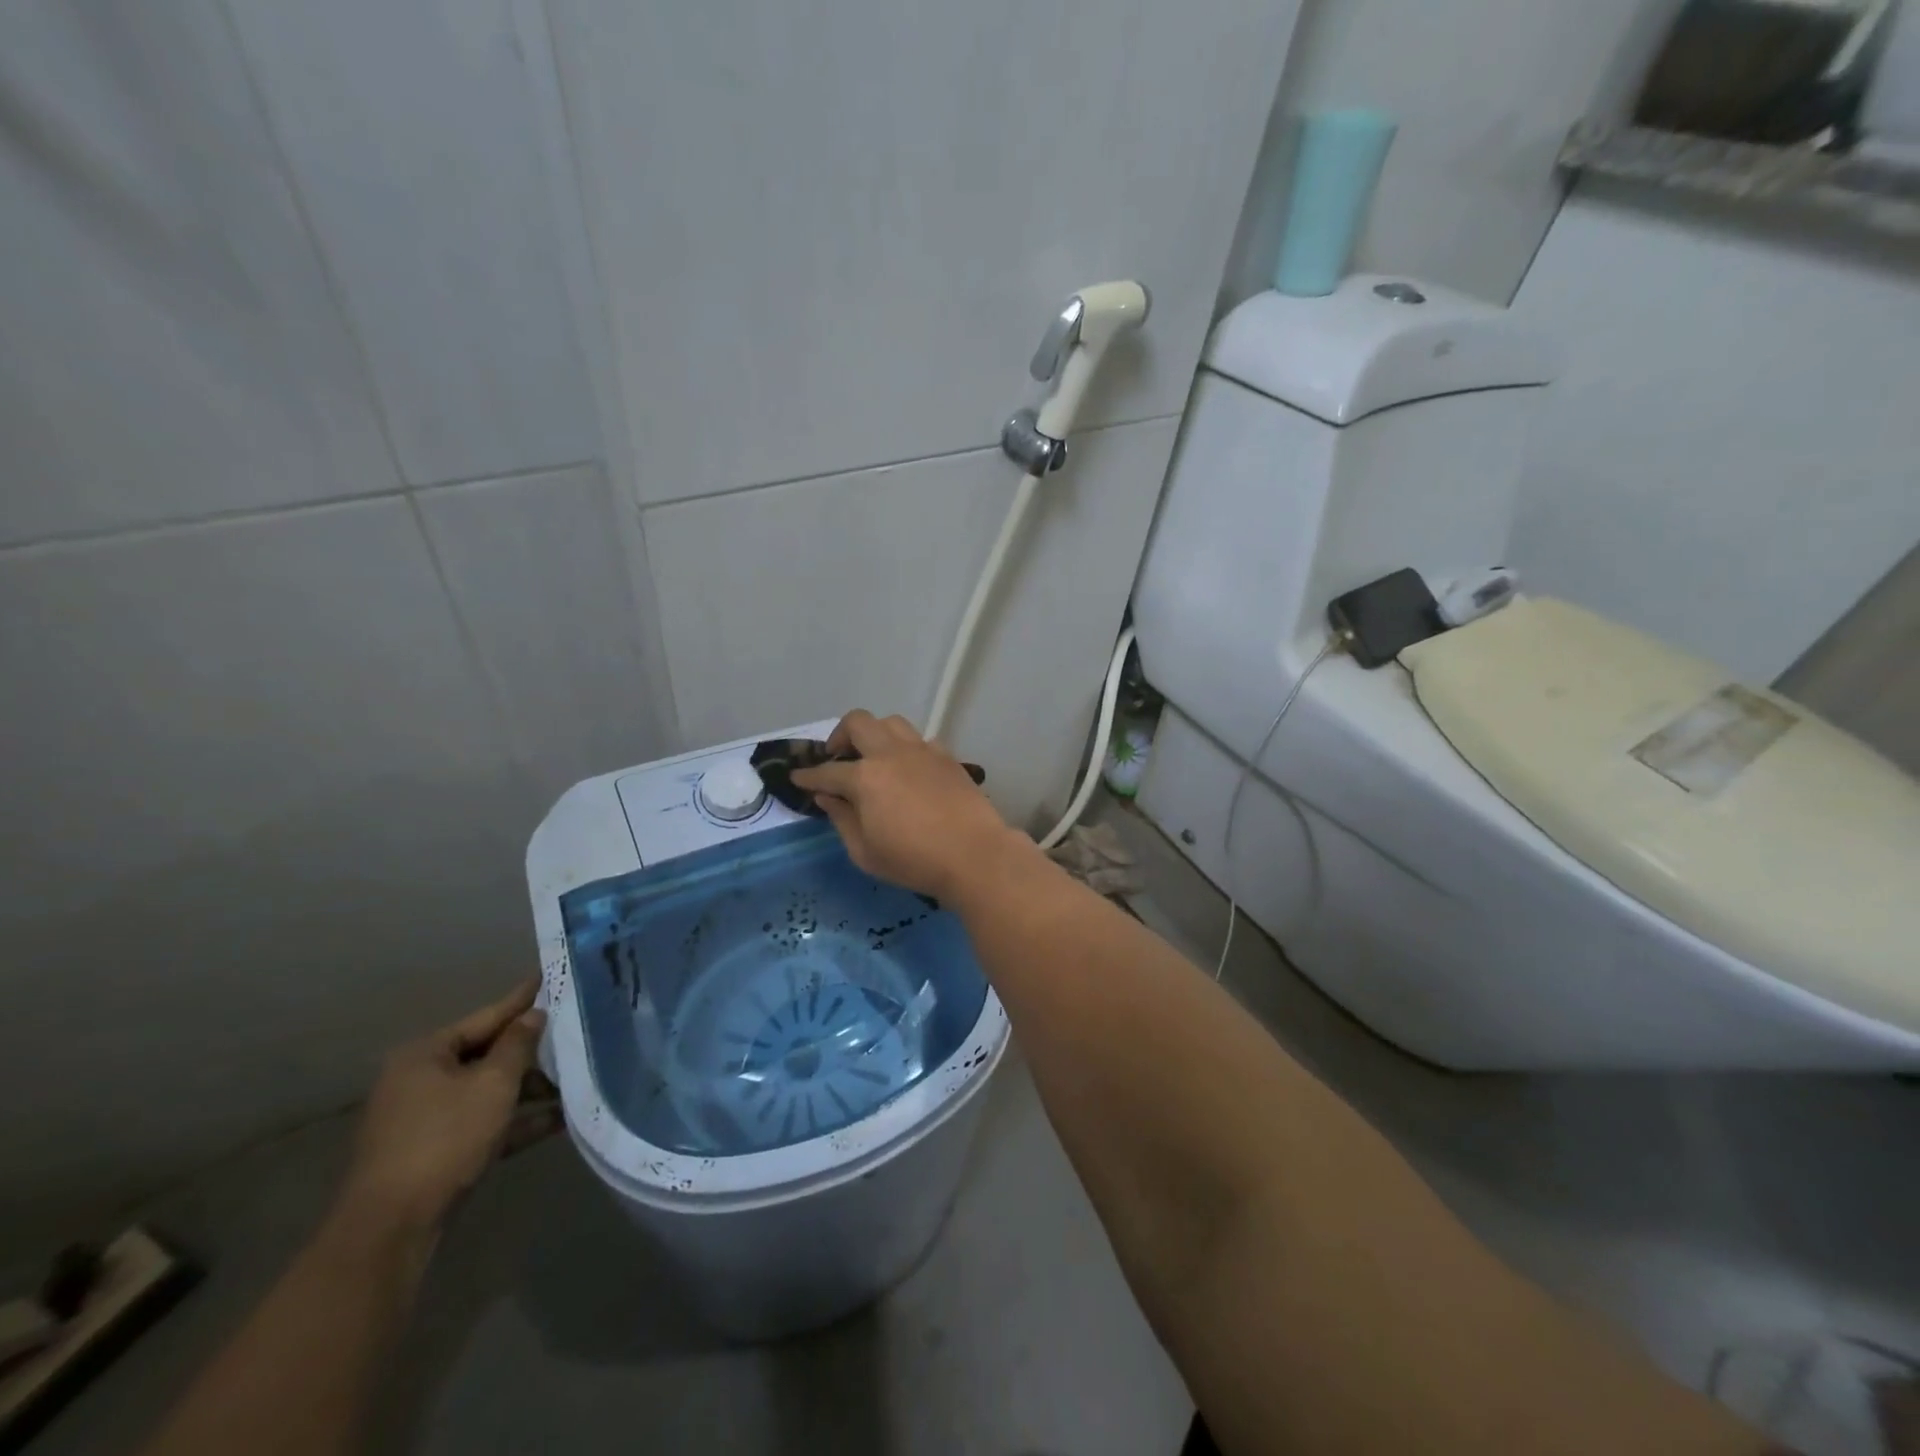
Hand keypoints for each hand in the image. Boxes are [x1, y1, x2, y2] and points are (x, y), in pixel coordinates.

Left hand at [337, 978, 557, 1236]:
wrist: (392, 1227)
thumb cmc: (444, 1139)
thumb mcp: (493, 1084)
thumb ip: (518, 1044)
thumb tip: (534, 1015)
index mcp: (426, 1054)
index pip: (486, 1016)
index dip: (522, 1000)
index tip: (551, 978)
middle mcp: (419, 1080)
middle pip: (486, 1054)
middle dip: (531, 1052)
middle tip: (573, 1033)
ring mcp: (424, 1118)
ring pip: (486, 1091)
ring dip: (528, 1090)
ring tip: (574, 1083)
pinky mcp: (434, 1152)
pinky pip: (482, 1123)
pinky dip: (514, 1121)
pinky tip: (556, 1121)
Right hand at [790, 710, 1038, 900]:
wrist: (974, 854)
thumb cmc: (913, 861)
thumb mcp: (865, 852)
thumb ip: (842, 819)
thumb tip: (828, 797)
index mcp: (865, 778)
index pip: (826, 772)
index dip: (808, 776)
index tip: (797, 777)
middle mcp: (891, 754)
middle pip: (858, 722)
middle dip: (839, 735)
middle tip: (837, 758)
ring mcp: (922, 751)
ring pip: (891, 722)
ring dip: (875, 734)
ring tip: (873, 758)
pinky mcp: (947, 757)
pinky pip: (920, 740)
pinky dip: (906, 749)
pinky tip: (908, 771)